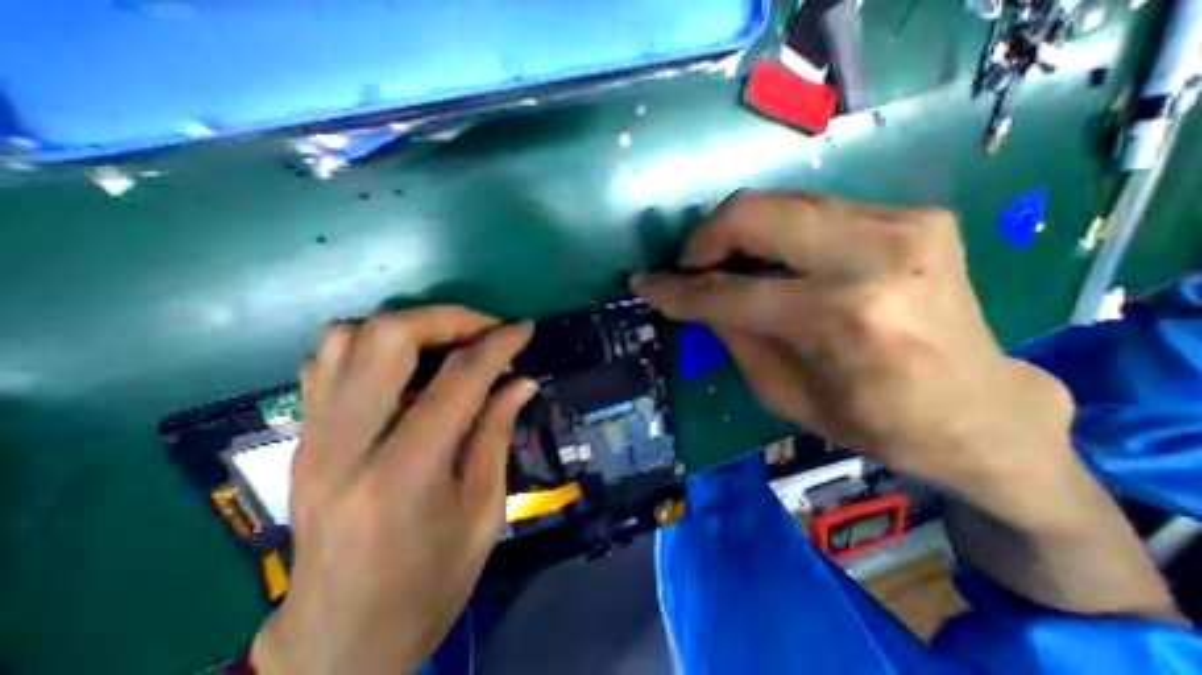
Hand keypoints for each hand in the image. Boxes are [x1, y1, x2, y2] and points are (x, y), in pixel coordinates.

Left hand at [249, 308, 534, 674]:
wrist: (337, 642)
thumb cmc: (429, 583)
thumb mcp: (484, 510)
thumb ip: (497, 433)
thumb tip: (522, 381)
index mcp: (405, 474)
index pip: (459, 378)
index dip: (498, 344)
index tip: (523, 328)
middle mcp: (347, 444)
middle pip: (388, 337)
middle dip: (447, 318)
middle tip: (485, 329)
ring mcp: (314, 437)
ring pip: (347, 337)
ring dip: (409, 325)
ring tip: (449, 341)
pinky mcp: (303, 437)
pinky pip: (327, 360)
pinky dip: (372, 343)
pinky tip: (407, 363)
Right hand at [631, 194, 1074, 524]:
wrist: (984, 408)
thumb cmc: (878, 422)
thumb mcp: (784, 394)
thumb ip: (733, 336)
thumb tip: (696, 299)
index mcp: (845, 319)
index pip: (730, 292)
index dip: (677, 289)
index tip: (644, 284)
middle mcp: (875, 255)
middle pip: (752, 213)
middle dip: (703, 241)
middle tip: (689, 270)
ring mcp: (902, 223)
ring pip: (778, 201)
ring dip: (734, 233)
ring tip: (722, 267)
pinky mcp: (911, 214)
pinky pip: (809, 210)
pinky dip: (773, 232)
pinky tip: (769, 262)